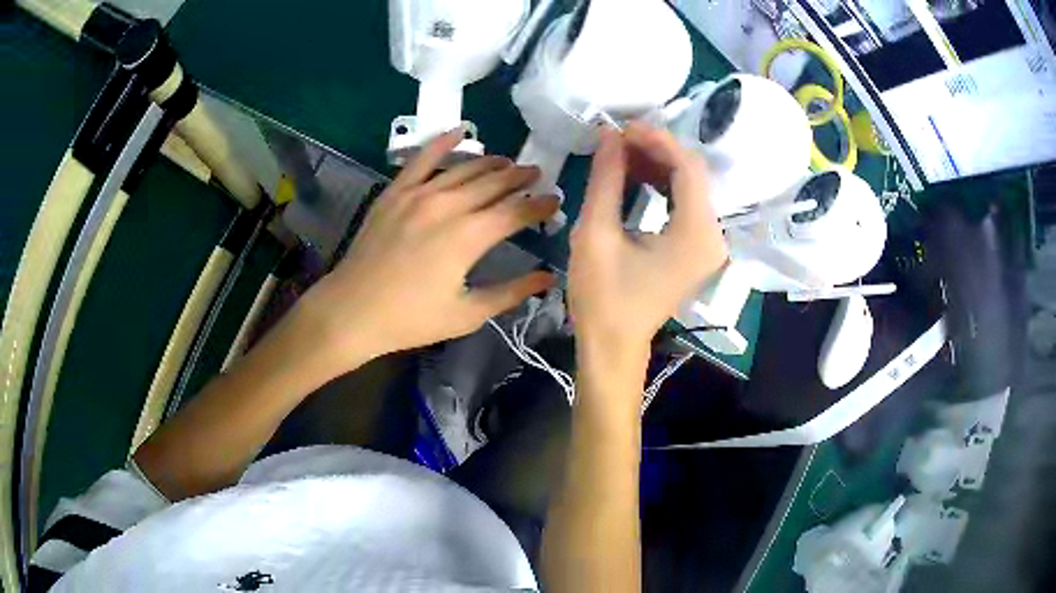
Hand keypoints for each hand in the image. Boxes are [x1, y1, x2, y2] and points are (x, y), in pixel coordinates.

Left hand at [298, 129, 558, 371]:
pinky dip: (443, 142)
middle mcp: (448, 206)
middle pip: (494, 182)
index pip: (516, 211)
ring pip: (465, 168)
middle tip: (537, 175)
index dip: (540, 205)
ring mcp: (419, 194)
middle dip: (521, 177)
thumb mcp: (467, 314)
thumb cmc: (411, 319)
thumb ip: (511, 293)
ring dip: (492, 163)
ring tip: (509, 162)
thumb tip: (547, 277)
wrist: (352, 310)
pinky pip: (423, 159)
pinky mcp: (396, 192)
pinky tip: (461, 130)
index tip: (555, 200)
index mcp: (469, 237)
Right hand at [569, 122, 727, 357]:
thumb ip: (607, 178)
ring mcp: (709, 244)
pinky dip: (662, 185)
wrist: (613, 345)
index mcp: (696, 234)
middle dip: (655, 150)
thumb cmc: (602, 296)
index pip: (687, 168)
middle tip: (617, 138)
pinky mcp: (698, 249)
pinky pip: (685, 204)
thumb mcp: (596, 232)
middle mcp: (713, 236)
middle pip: (692, 174)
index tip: (622, 126)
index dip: (656, 140)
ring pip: (689, 186)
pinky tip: (635, 176)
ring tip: (620, 153)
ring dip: (657, 165)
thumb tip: (609, 135)